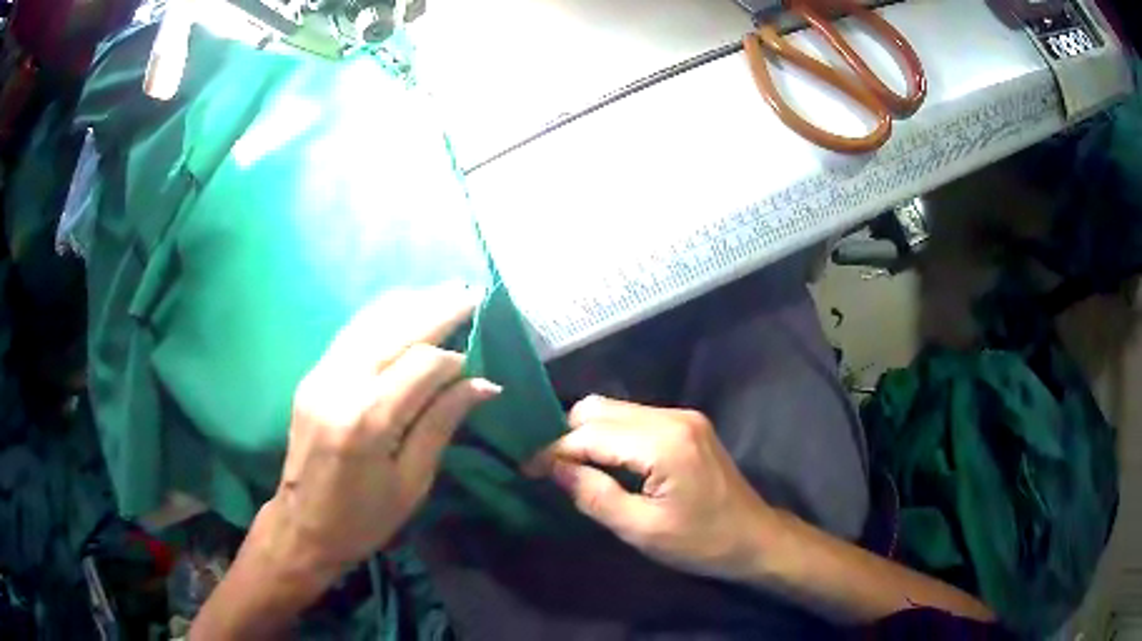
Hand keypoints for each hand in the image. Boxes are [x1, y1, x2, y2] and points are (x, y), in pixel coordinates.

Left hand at [267, 284, 500, 581]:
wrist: (302, 526)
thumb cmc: (364, 519)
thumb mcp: (412, 482)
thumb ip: (442, 424)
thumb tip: (485, 384)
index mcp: (367, 420)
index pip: (422, 364)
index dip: (456, 358)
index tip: (481, 362)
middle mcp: (340, 385)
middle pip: (396, 328)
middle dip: (438, 307)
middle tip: (474, 293)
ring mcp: (321, 375)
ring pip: (371, 320)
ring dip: (412, 303)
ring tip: (447, 292)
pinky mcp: (313, 375)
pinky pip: (353, 332)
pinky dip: (384, 315)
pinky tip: (407, 309)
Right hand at [527, 396, 778, 581]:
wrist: (755, 537)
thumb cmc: (701, 542)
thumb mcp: (642, 530)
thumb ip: (594, 496)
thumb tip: (554, 470)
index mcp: (664, 443)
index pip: (591, 434)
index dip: (553, 451)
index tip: (526, 471)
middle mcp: (672, 416)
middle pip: (599, 409)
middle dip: (567, 437)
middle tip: (549, 471)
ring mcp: (682, 416)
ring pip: (614, 409)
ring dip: (587, 434)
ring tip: (571, 467)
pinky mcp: (687, 423)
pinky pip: (634, 418)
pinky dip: (610, 435)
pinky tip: (603, 461)